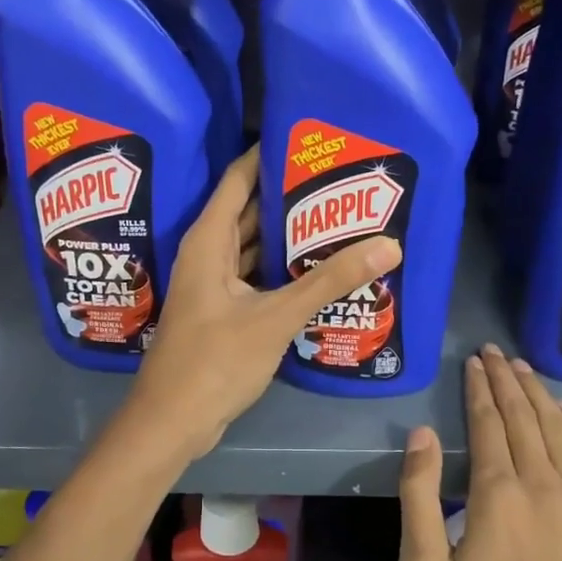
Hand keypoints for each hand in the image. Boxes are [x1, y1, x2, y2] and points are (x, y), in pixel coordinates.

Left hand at [124, 146, 401, 464]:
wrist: (173, 421)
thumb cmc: (215, 360)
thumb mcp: (276, 316)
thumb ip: (329, 281)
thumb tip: (388, 245)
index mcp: (209, 240)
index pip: (239, 178)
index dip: (268, 154)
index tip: (309, 139)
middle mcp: (209, 253)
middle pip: (251, 209)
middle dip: (290, 194)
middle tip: (339, 179)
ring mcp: (215, 283)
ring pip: (255, 245)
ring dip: (288, 233)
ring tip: (339, 215)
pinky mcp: (224, 310)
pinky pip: (257, 274)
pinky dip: (283, 267)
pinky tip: (318, 266)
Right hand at [398, 344, 561, 560]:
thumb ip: (419, 497)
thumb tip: (423, 434)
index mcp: (498, 495)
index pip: (488, 422)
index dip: (478, 389)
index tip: (472, 362)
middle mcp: (544, 486)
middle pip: (525, 416)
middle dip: (507, 380)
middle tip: (494, 352)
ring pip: (561, 429)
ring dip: (541, 394)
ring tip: (524, 369)